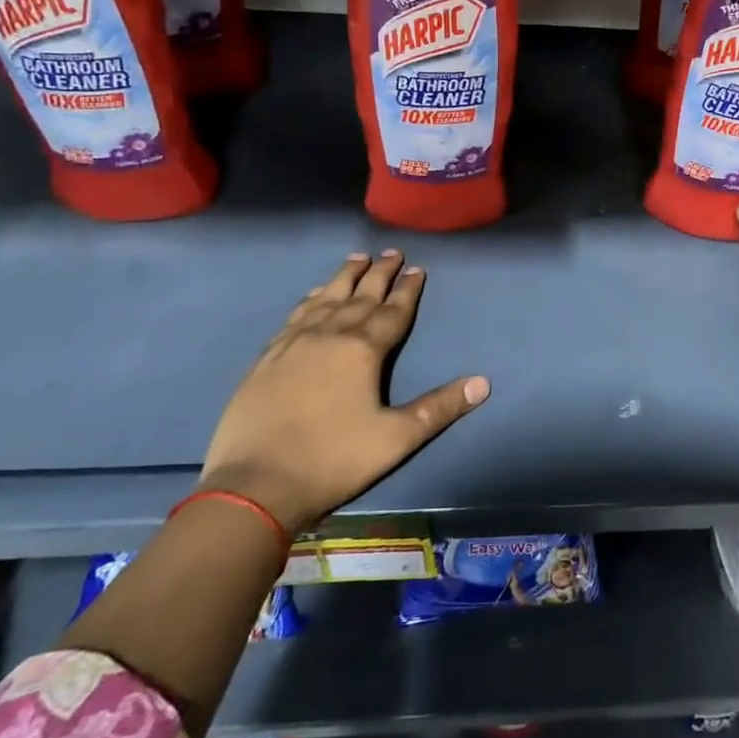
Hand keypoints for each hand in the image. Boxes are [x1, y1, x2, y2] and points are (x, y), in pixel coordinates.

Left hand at [200, 252, 488, 533]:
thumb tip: (484, 383)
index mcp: (363, 349)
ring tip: (357, 258)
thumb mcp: (396, 439)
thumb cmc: (333, 460)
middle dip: (380, 273)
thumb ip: (439, 408)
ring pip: (327, 297)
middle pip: (361, 295)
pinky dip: (311, 298)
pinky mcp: (268, 356)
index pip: (393, 311)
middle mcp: (330, 334)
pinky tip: (315, 294)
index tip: (418, 268)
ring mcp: (294, 342)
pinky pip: (296, 314)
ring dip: (345, 276)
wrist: (254, 485)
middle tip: (392, 252)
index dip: (408, 290)